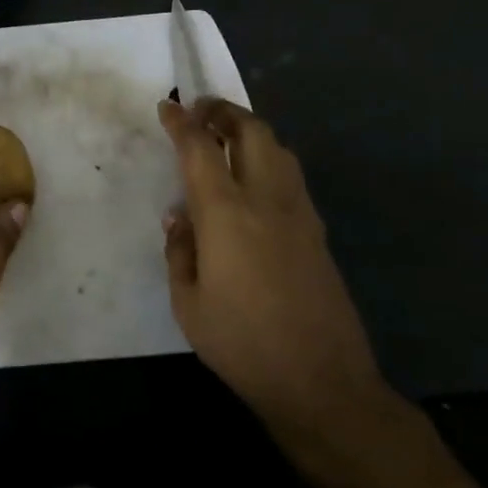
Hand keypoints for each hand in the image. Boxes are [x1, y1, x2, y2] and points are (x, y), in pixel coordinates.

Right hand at [159, 97, 389, 440]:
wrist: (321, 380)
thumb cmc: (241, 343)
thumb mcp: (188, 303)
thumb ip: (180, 251)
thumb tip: (180, 217)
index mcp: (227, 215)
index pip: (201, 150)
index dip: (182, 123)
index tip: (167, 107)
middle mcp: (267, 201)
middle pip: (252, 132)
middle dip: (224, 111)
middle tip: (200, 110)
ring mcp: (300, 214)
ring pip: (279, 149)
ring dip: (250, 131)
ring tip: (225, 136)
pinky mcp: (318, 233)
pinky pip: (291, 176)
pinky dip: (268, 158)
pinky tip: (251, 180)